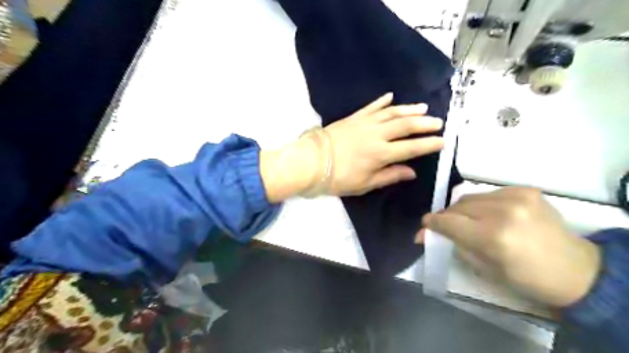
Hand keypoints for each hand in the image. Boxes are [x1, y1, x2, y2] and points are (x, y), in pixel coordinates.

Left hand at [264, 92, 443, 199]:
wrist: (311, 161)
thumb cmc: (338, 177)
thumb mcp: (365, 184)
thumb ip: (389, 176)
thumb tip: (412, 172)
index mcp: (381, 153)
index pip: (411, 147)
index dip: (428, 144)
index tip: (442, 142)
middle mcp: (377, 135)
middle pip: (405, 126)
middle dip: (424, 123)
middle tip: (438, 122)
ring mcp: (365, 123)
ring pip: (392, 113)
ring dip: (409, 109)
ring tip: (423, 107)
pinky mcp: (353, 117)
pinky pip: (371, 107)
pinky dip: (382, 101)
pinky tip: (391, 96)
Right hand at [419, 189, 601, 306]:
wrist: (576, 270)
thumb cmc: (526, 278)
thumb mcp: (484, 268)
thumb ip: (455, 244)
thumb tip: (428, 233)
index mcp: (493, 237)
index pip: (448, 221)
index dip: (431, 223)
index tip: (424, 227)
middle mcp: (503, 211)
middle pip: (457, 206)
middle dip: (447, 217)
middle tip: (445, 226)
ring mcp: (516, 197)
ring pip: (470, 197)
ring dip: (464, 210)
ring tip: (470, 221)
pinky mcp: (526, 190)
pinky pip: (489, 193)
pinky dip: (483, 204)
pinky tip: (492, 214)